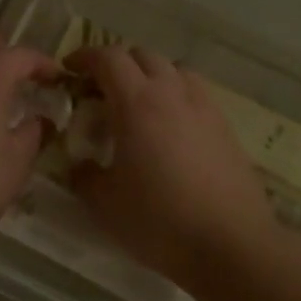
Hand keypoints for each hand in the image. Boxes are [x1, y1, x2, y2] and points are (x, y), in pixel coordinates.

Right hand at [66, 45, 274, 283]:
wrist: (231, 245)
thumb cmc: (159, 221)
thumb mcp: (104, 204)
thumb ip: (84, 176)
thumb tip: (79, 165)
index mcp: (137, 103)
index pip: (108, 58)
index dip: (85, 56)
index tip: (69, 69)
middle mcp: (173, 93)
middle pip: (143, 56)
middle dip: (117, 64)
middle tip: (100, 89)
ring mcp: (204, 107)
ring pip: (174, 70)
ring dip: (150, 75)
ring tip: (138, 103)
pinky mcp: (226, 127)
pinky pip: (195, 93)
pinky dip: (176, 95)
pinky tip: (171, 127)